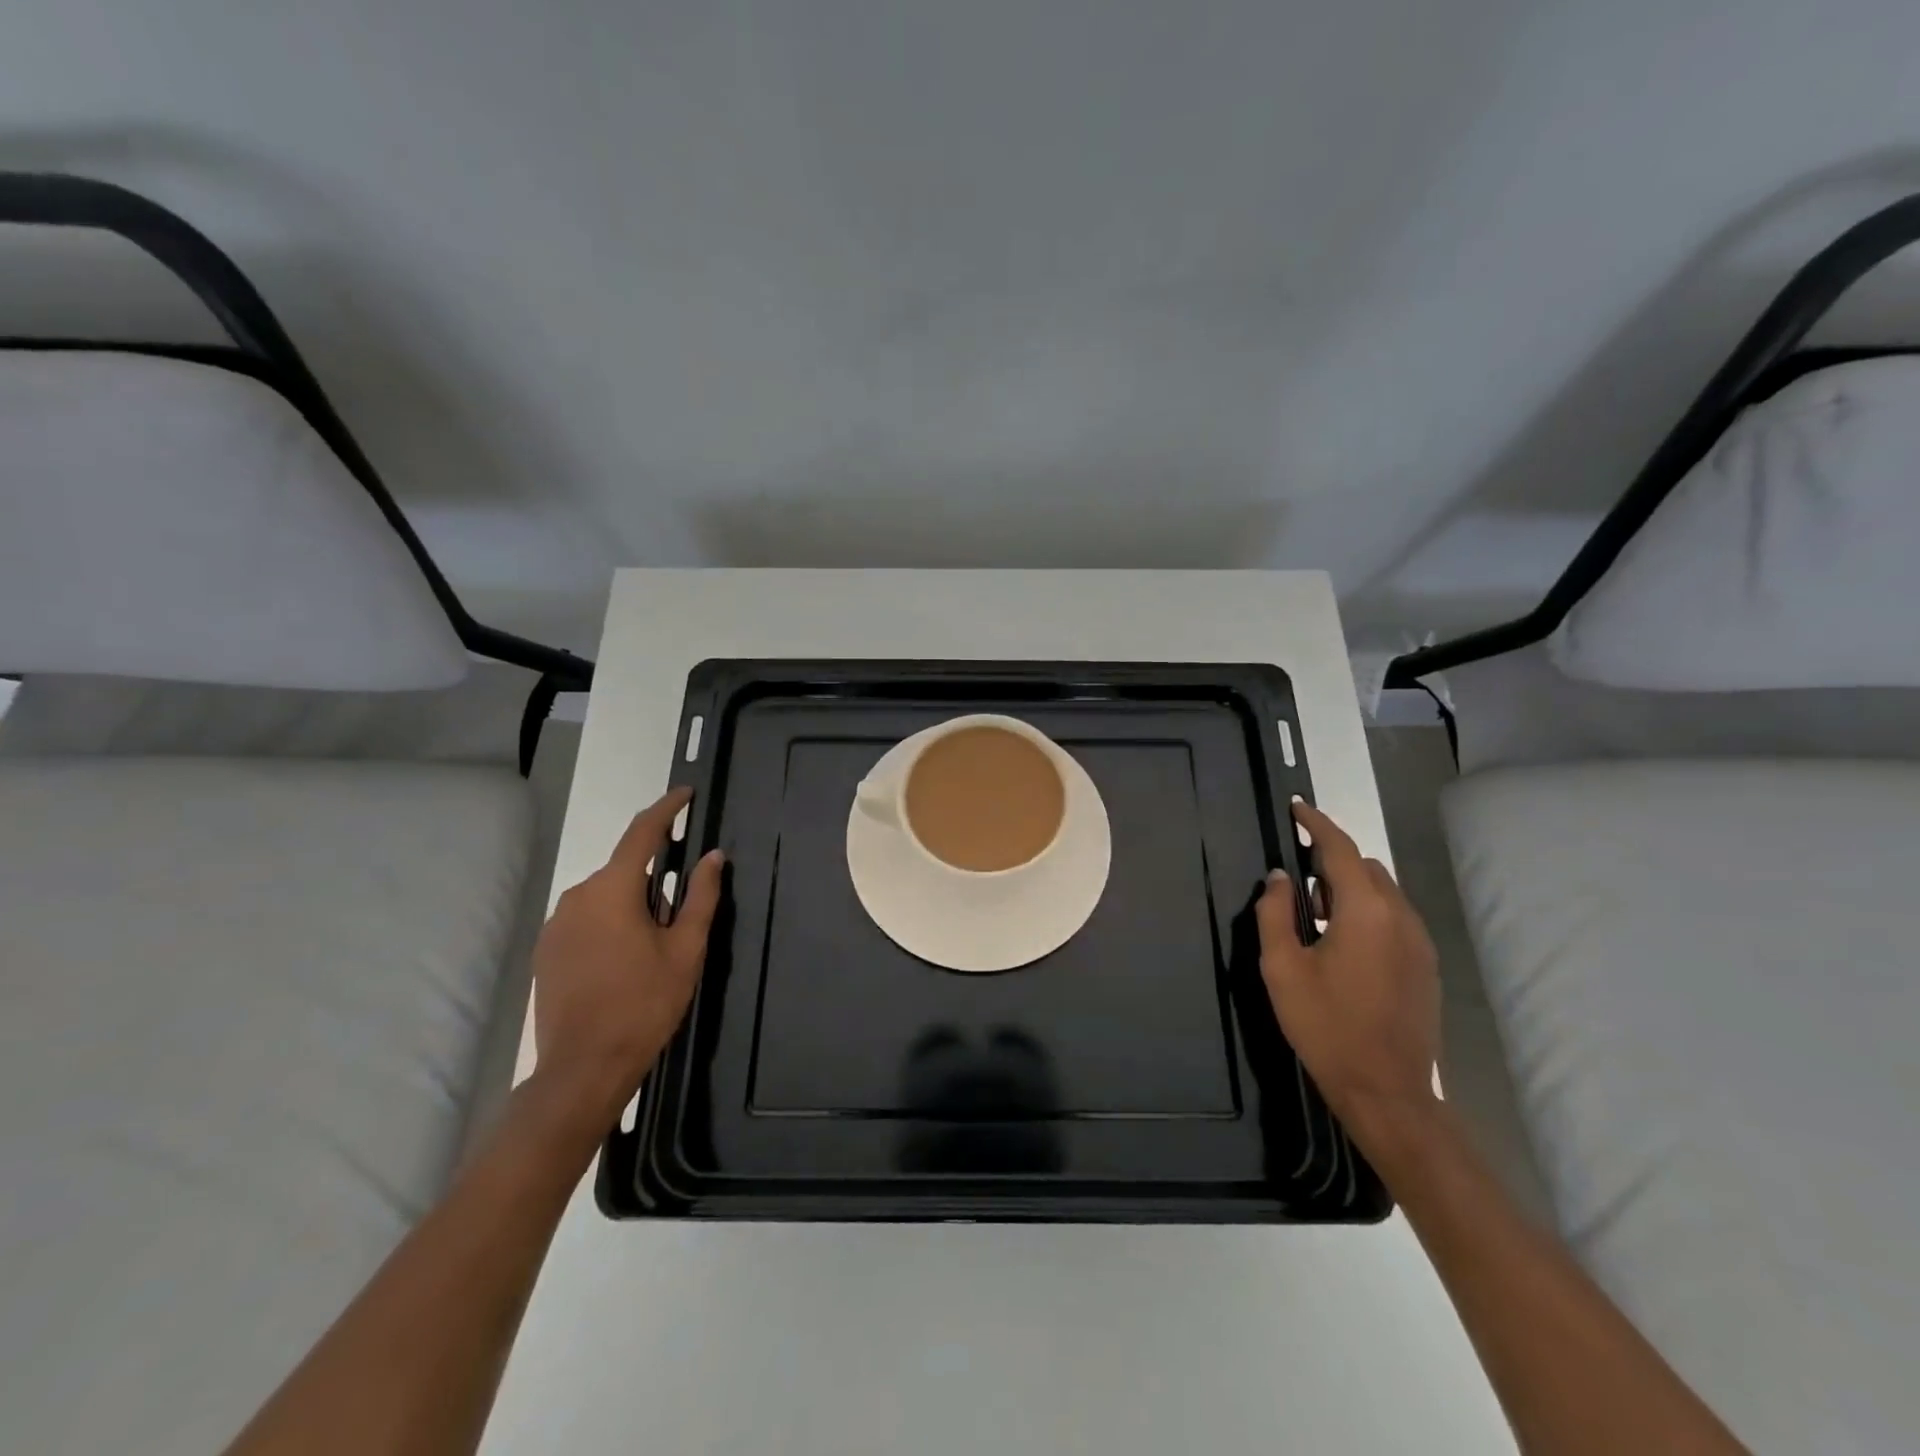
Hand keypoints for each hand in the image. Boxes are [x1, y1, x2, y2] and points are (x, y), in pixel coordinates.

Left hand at [532, 787, 722, 1121]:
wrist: (583, 1068)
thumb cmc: (644, 1004)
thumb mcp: (686, 949)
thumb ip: (702, 896)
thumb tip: (713, 857)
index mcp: (614, 889)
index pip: (643, 833)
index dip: (667, 809)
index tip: (686, 794)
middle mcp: (579, 895)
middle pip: (626, 869)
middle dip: (657, 879)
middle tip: (680, 918)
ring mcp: (557, 923)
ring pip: (606, 895)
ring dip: (633, 904)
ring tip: (652, 949)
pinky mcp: (547, 949)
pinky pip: (587, 918)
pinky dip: (610, 924)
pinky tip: (623, 963)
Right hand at [1255, 801, 1440, 1140]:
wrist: (1387, 1091)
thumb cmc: (1326, 1026)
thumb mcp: (1282, 968)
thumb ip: (1275, 913)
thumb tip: (1279, 878)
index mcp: (1365, 911)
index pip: (1340, 849)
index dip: (1316, 824)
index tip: (1295, 807)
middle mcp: (1400, 917)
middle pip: (1365, 867)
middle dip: (1331, 861)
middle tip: (1296, 880)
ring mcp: (1420, 942)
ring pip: (1383, 892)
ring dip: (1349, 888)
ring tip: (1315, 916)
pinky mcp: (1426, 966)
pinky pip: (1395, 917)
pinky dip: (1368, 911)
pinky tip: (1343, 944)